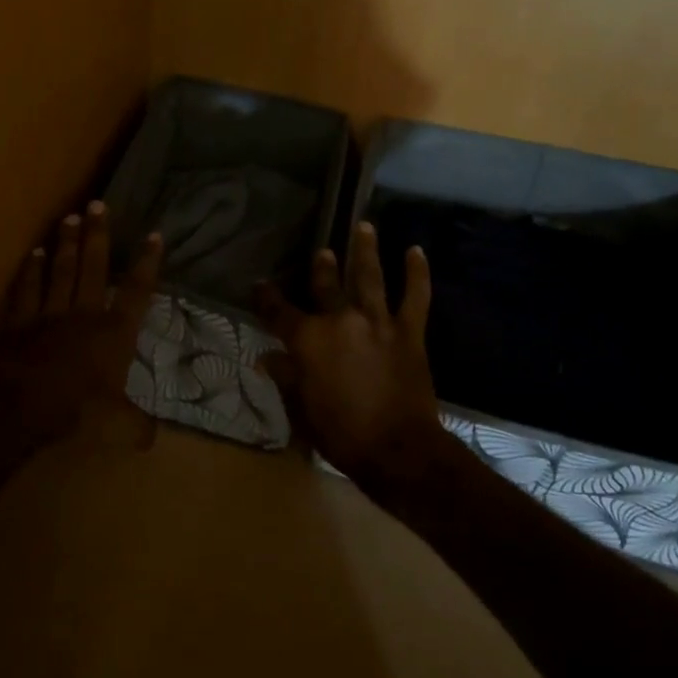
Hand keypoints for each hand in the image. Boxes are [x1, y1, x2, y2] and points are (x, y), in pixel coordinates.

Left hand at [0, 202, 162, 442]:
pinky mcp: (20, 322)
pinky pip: (27, 290)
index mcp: (115, 333)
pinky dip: (30, 272)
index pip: (137, 291)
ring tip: (69, 217)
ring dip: (66, 244)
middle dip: (98, 235)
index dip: (147, 263)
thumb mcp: (118, 425)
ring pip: (61, 271)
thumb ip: (137, 426)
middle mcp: (85, 313)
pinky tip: (33, 253)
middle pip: (94, 267)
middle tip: (98, 204)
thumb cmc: (77, 409)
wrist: (22, 404)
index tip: (154, 234)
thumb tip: (151, 438)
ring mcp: (50, 313)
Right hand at [257, 221, 445, 482]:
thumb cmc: (342, 435)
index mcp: (308, 340)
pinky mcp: (409, 331)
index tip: (260, 285)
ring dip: (365, 250)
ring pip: (369, 277)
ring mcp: (377, 322)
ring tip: (364, 226)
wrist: (399, 451)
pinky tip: (416, 252)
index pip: (279, 312)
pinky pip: (415, 296)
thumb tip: (267, 358)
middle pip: (326, 286)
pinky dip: (417, 273)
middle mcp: (340, 321)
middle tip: (322, 252)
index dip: (266, 297)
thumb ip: (286, 378)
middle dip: (322, 268)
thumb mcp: (302, 410)